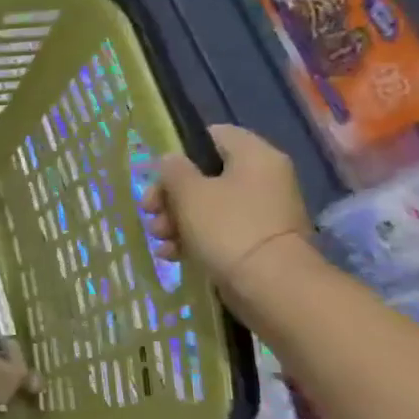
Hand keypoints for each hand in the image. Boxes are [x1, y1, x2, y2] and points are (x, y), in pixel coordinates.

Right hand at [142, 125, 315, 299]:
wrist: (270, 284)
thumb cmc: (227, 227)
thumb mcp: (189, 192)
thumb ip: (173, 170)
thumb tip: (171, 160)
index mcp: (255, 156)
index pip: (215, 135)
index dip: (181, 150)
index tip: (158, 173)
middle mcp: (263, 179)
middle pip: (204, 175)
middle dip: (170, 195)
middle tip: (149, 211)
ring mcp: (261, 212)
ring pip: (206, 205)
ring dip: (175, 220)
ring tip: (159, 238)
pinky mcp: (254, 241)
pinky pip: (217, 231)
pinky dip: (192, 239)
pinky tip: (172, 254)